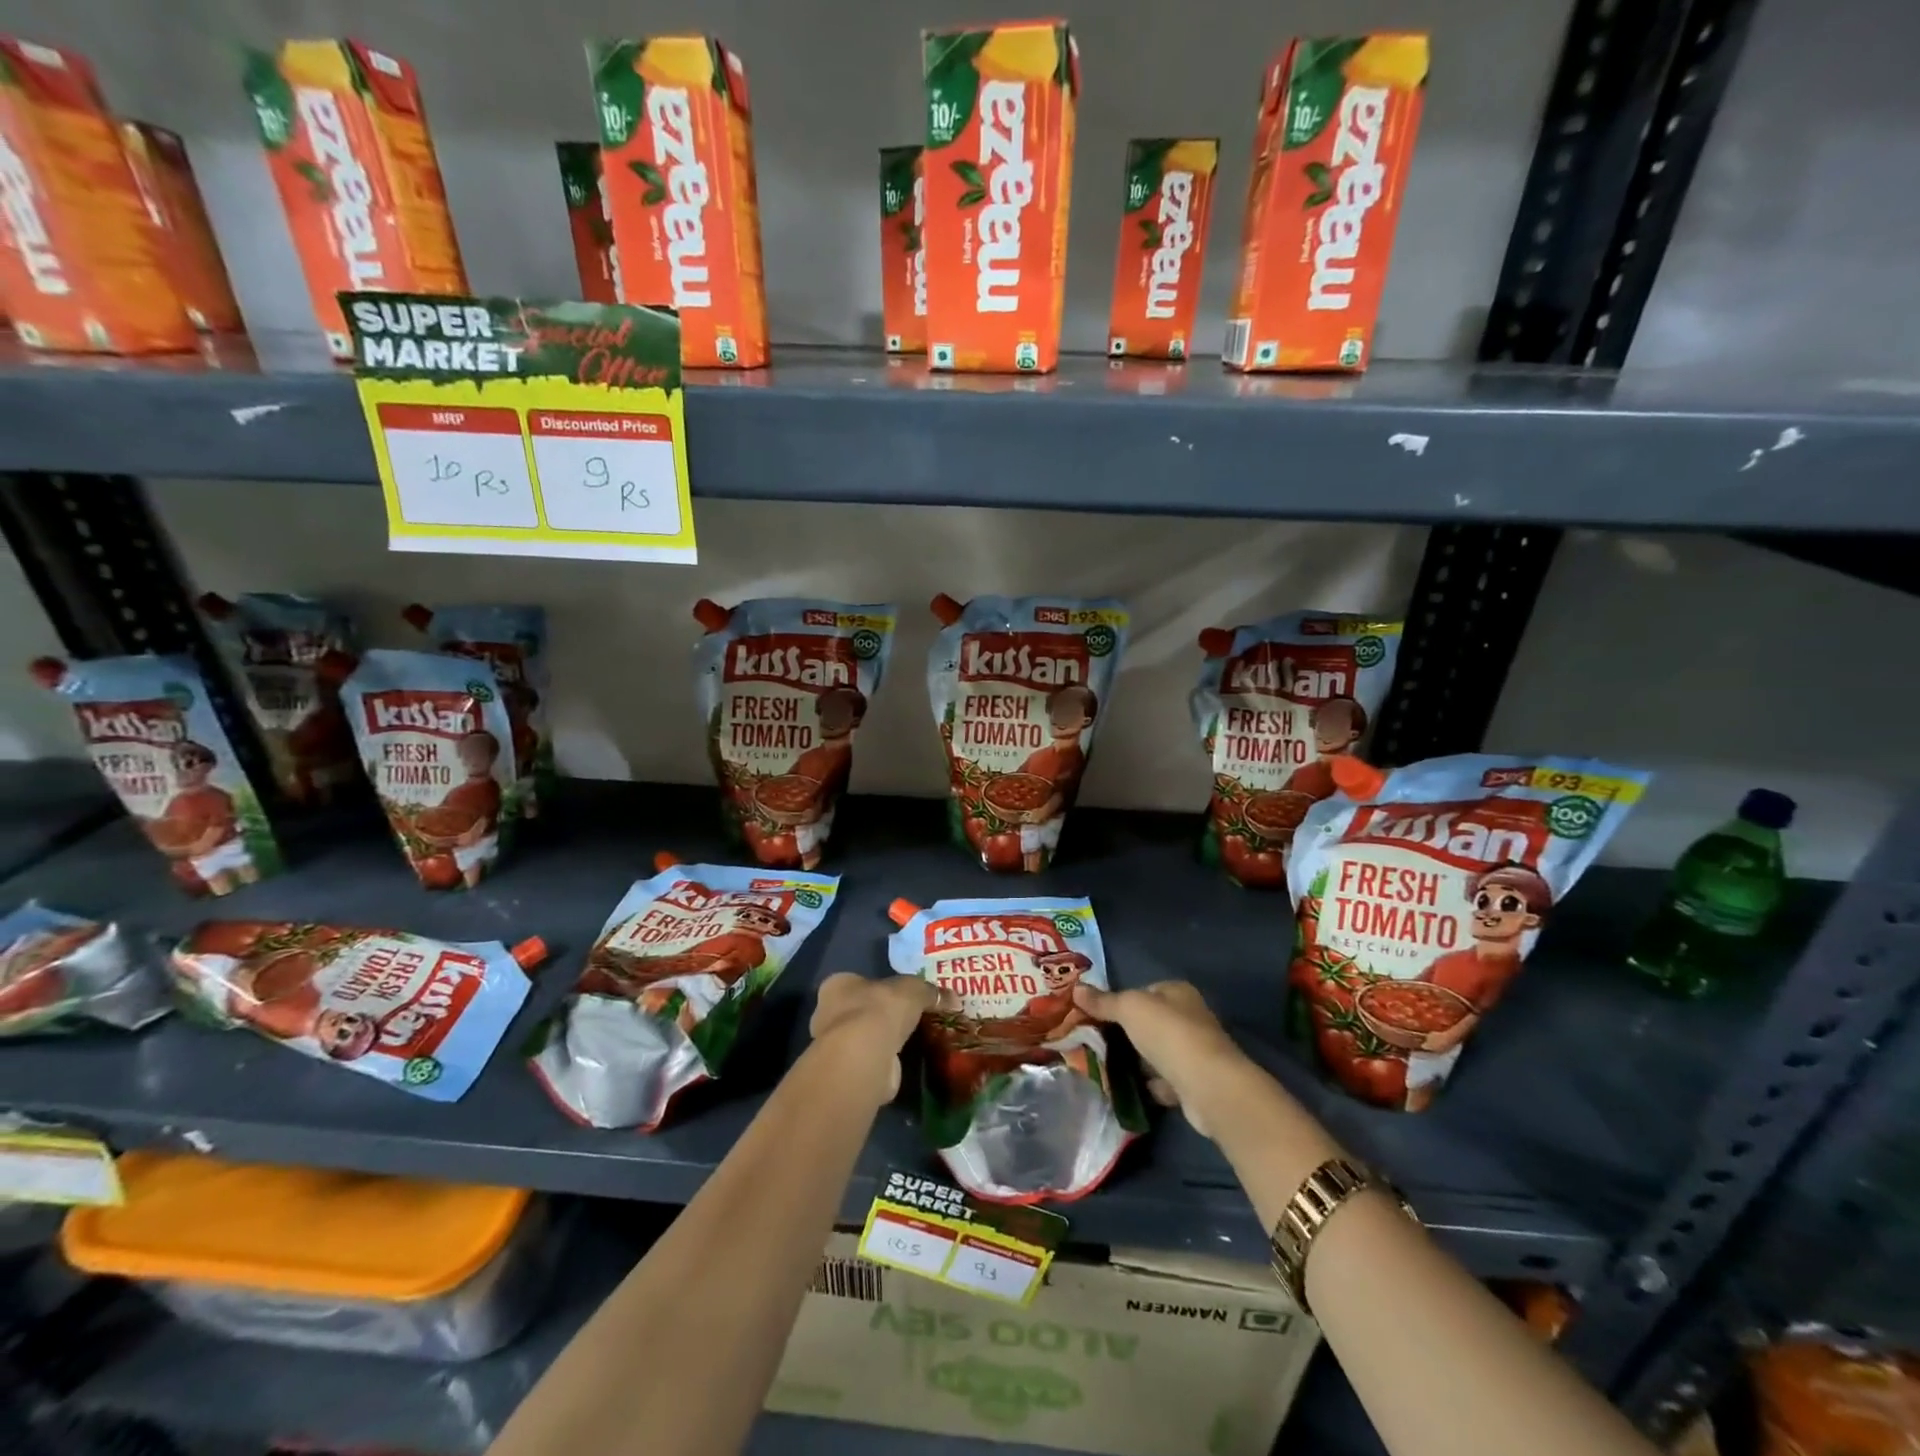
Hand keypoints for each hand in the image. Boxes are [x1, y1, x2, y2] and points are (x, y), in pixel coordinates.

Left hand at [810, 973, 949, 1103]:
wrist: (864, 1057)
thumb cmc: (880, 1010)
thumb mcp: (913, 990)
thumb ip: (930, 992)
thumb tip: (954, 998)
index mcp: (838, 985)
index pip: (859, 982)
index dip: (881, 988)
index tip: (902, 998)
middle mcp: (828, 1013)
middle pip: (860, 1010)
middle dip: (882, 1016)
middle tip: (910, 1021)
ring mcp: (835, 1046)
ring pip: (865, 1038)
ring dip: (884, 1042)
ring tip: (912, 1043)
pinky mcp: (846, 1072)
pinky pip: (871, 1062)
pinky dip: (885, 1063)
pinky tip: (904, 1064)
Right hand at [1071, 980, 1249, 1138]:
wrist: (1207, 1086)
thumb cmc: (1168, 1034)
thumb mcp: (1129, 1009)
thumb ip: (1103, 1001)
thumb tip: (1076, 988)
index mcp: (1178, 992)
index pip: (1144, 991)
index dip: (1121, 1001)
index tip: (1096, 1016)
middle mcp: (1190, 1017)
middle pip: (1149, 1022)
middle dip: (1126, 1034)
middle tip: (1096, 1042)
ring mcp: (1194, 1052)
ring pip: (1156, 1052)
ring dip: (1138, 1061)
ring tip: (1107, 1067)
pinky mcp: (1195, 1082)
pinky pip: (1165, 1080)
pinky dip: (1151, 1085)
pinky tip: (1131, 1090)